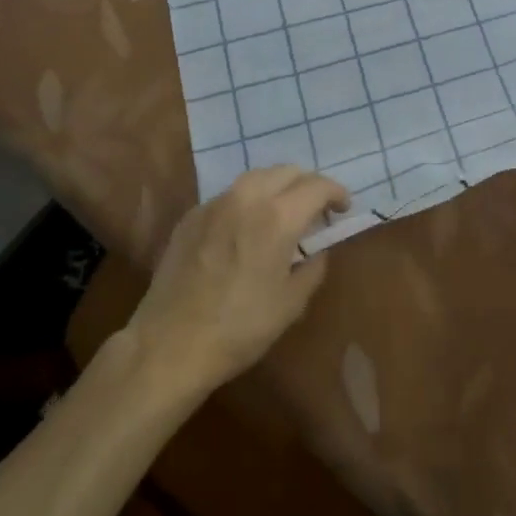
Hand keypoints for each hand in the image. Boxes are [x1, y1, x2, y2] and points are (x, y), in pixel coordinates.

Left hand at [125, 167, 349, 394]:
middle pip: (286, 171)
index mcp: (277, 217)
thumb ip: (312, 268)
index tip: (344, 207)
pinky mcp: (192, 216)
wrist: (171, 344)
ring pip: (256, 177)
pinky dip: (248, 200)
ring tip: (284, 210)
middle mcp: (246, 198)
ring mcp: (215, 203)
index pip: (317, 186)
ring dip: (278, 186)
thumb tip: (317, 251)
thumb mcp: (290, 304)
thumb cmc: (239, 328)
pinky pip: (229, 195)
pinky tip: (247, 225)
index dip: (336, 193)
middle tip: (317, 208)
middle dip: (308, 184)